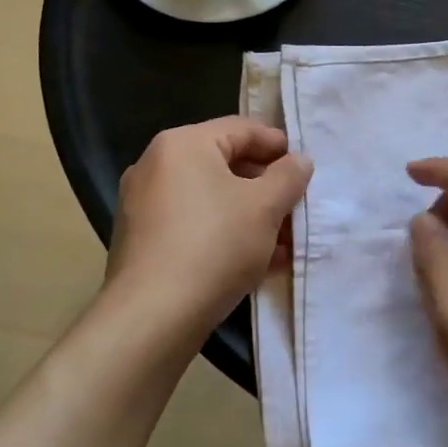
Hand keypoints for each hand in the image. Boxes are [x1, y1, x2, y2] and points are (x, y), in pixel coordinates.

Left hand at [104, 118, 312, 348]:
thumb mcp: (265, 207)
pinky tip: (258, 263)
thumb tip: (299, 161)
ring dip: (250, 216)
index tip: (305, 167)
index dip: (278, 145)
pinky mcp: (143, 243)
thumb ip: (288, 176)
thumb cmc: (214, 245)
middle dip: (266, 187)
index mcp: (182, 144)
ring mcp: (144, 206)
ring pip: (211, 200)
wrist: (152, 317)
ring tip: (285, 241)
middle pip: (225, 165)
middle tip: (296, 207)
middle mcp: (156, 167)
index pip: (241, 129)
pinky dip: (225, 235)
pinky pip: (194, 226)